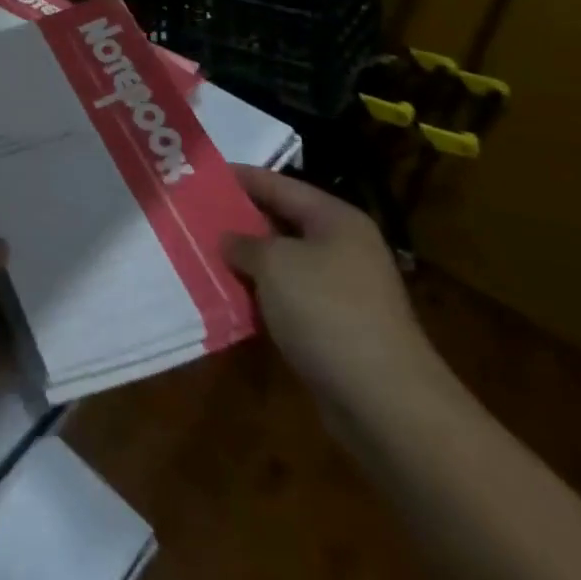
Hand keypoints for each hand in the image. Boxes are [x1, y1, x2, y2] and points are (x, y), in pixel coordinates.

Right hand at [222, 166, 438, 410]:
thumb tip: (228, 239)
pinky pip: (289, 301)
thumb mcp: (274, 264)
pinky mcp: (336, 330)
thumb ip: (244, 243)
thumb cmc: (328, 312)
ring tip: (201, 256)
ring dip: (247, 265)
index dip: (239, 177)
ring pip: (282, 265)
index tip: (201, 175)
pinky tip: (228, 300)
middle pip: (280, 223)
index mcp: (335, 219)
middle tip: (194, 216)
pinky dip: (261, 299)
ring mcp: (342, 291)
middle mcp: (342, 247)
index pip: (278, 184)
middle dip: (239, 222)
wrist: (386, 404)